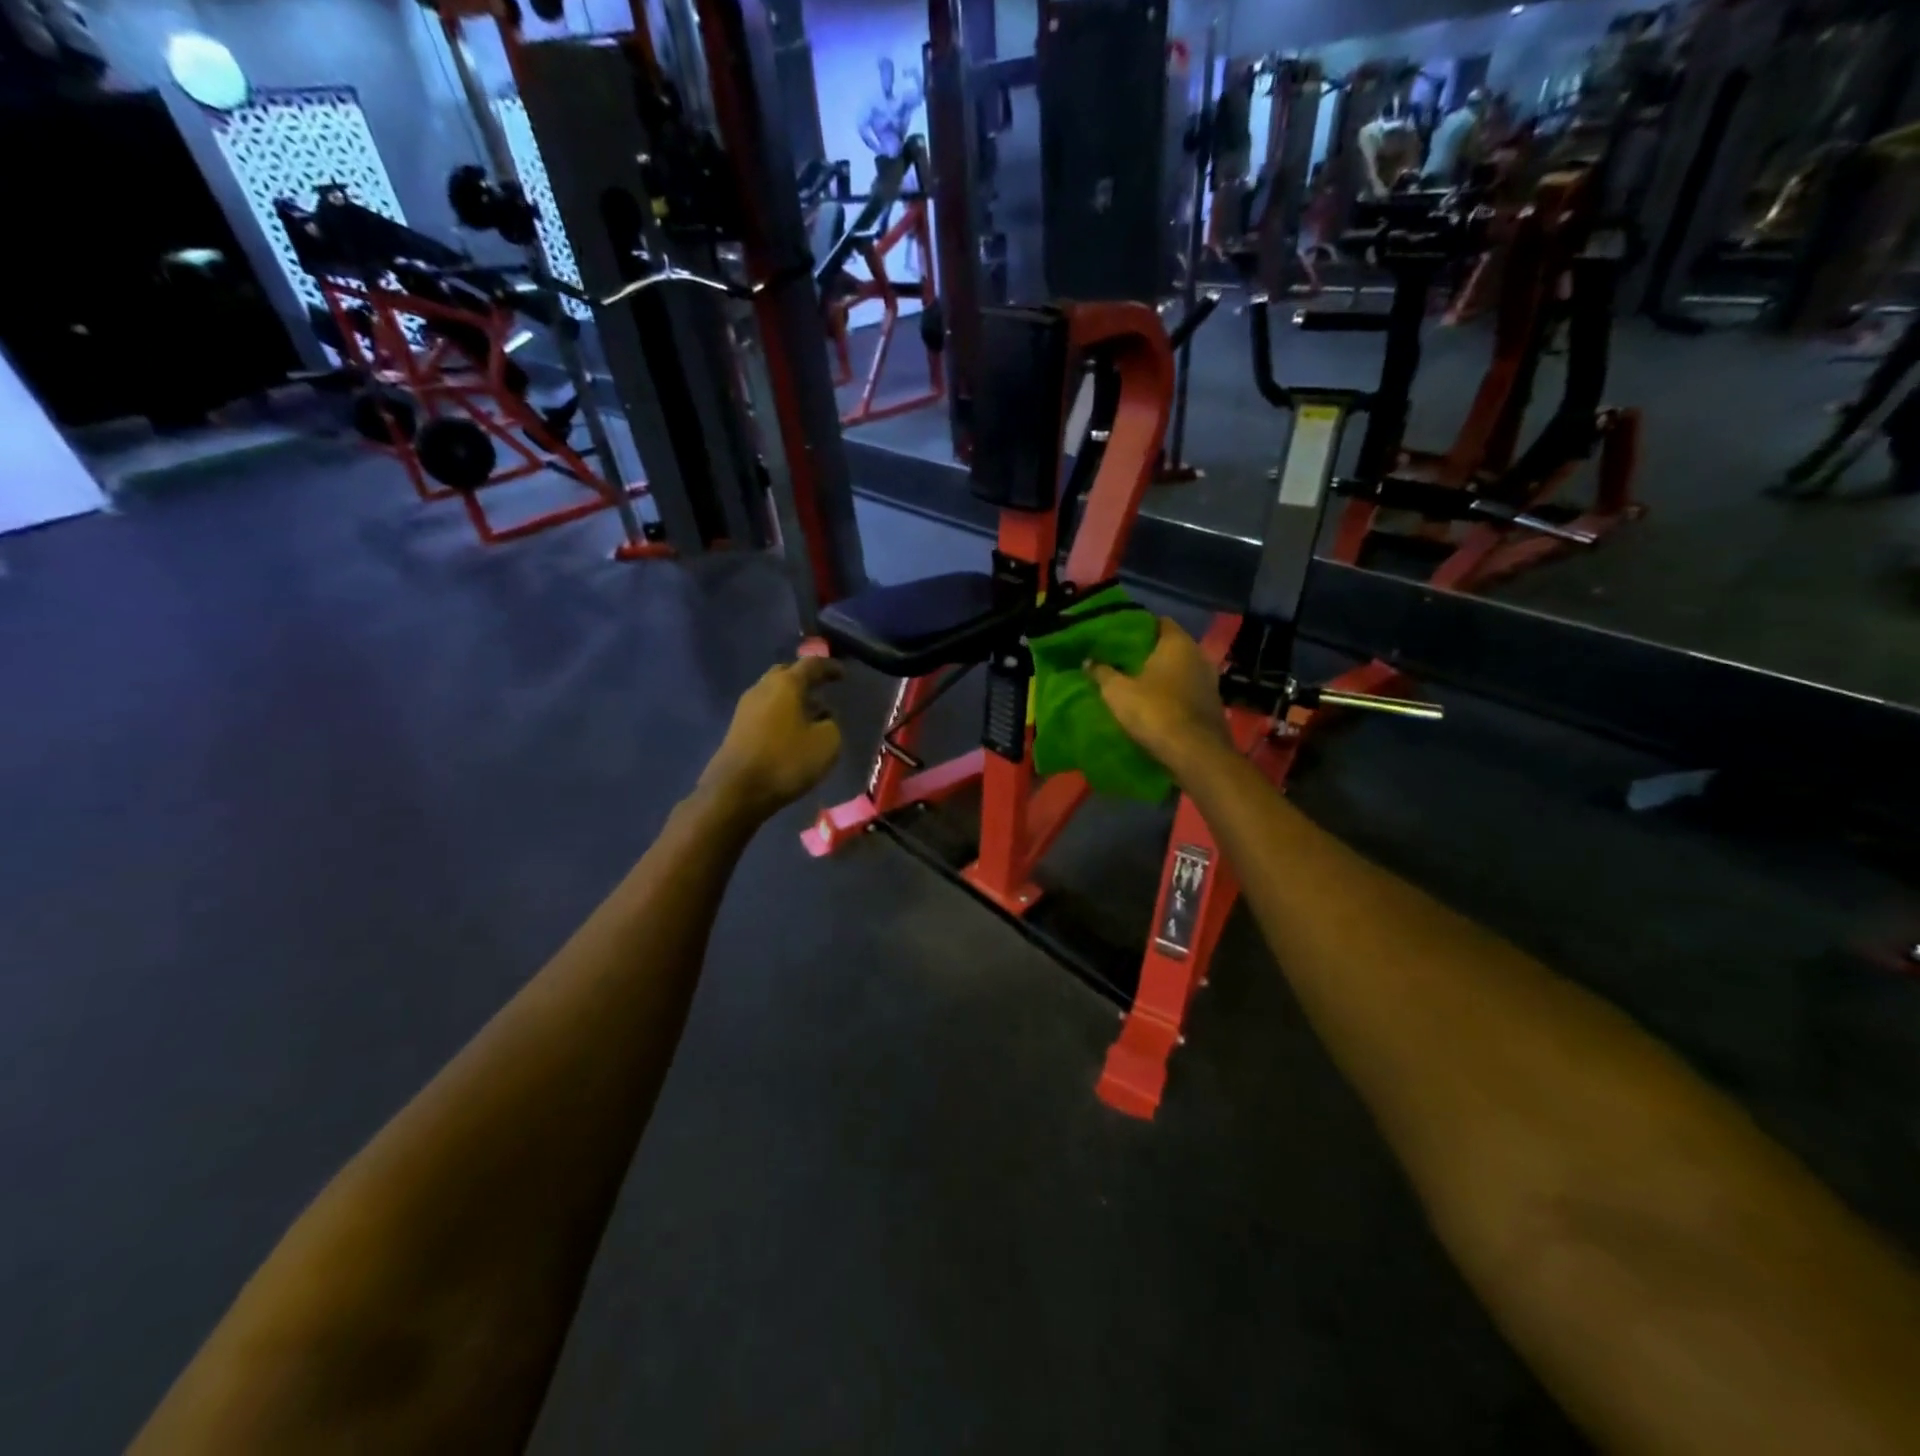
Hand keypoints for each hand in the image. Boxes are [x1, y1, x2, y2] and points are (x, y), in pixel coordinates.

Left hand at [699, 656, 844, 819]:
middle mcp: (762, 688)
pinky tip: (792, 734)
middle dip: (805, 681)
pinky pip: (765, 713)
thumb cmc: (786, 761)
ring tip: (812, 717)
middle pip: (786, 675)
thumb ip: (831, 724)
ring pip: (774, 695)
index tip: (843, 674)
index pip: (811, 665)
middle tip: (822, 691)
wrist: (736, 791)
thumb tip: (823, 718)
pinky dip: (781, 717)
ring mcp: (745, 709)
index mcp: (786, 684)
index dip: (829, 667)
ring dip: (793, 701)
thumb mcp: (827, 743)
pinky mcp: (737, 729)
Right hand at [1087, 619, 1232, 776]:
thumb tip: (1088, 660)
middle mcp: (1199, 655)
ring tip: (1136, 683)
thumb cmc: (1154, 712)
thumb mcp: (1117, 692)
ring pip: (1180, 670)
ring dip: (1161, 676)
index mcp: (1178, 643)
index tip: (1119, 638)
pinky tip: (1155, 704)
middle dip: (1148, 653)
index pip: (1159, 622)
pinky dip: (1172, 694)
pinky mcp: (1212, 705)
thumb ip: (1101, 672)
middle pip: (1170, 647)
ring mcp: (1210, 681)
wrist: (1194, 754)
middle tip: (1122, 661)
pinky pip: (1187, 691)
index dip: (1138, 627)